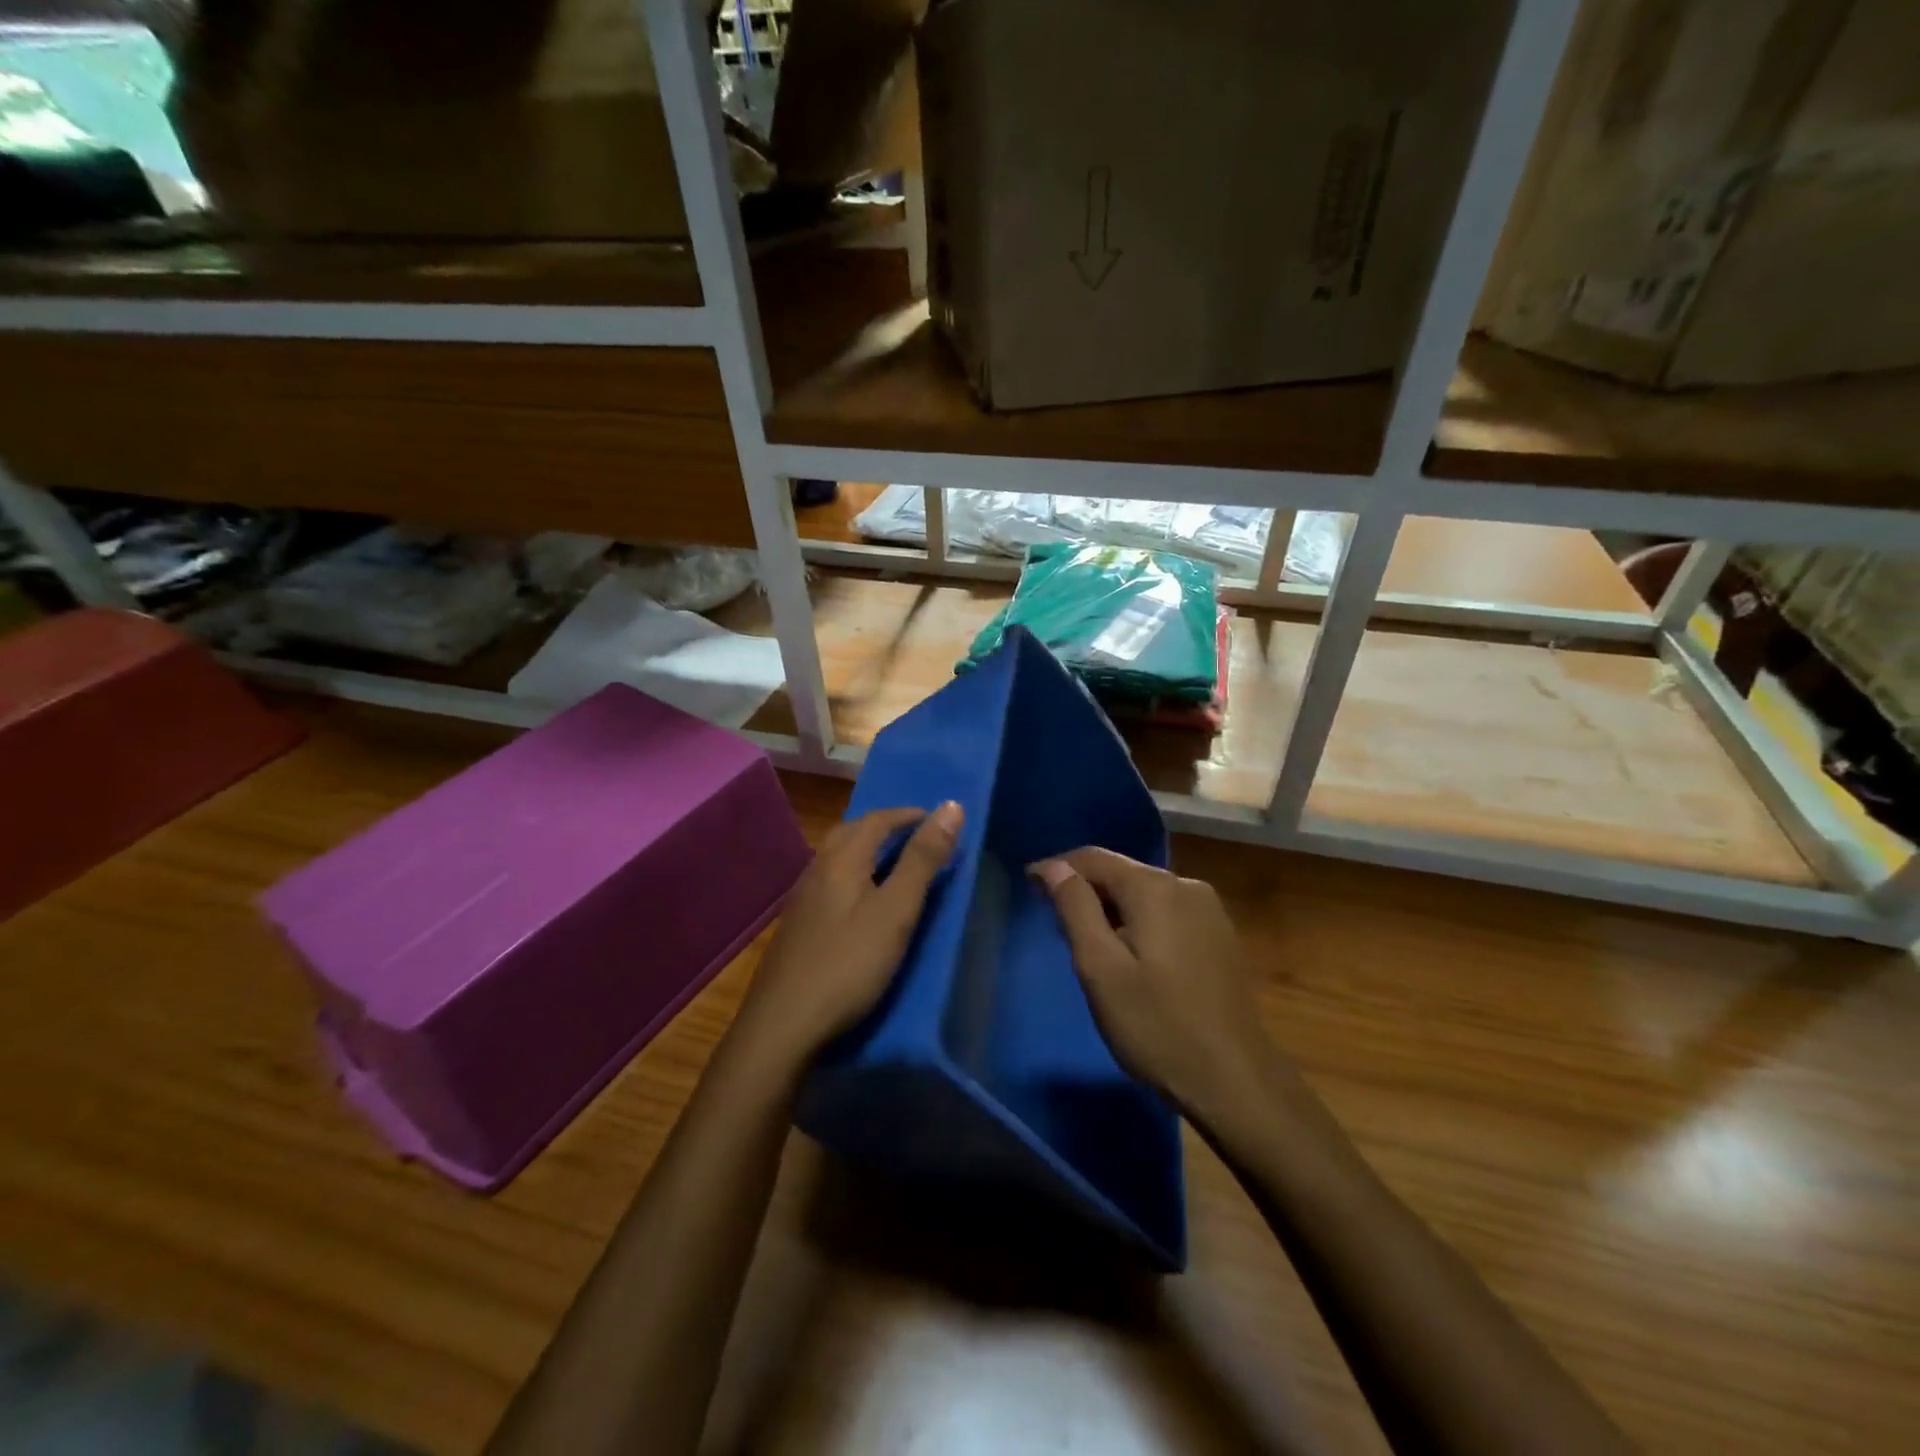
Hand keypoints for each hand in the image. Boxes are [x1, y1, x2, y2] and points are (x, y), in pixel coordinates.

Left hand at [737, 802, 963, 1067]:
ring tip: (895, 865)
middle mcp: (817, 869)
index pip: (878, 819)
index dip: (910, 815)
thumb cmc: (849, 964)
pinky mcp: (797, 926)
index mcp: (842, 859)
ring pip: (837, 858)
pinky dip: (854, 875)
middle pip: (852, 832)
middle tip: (917, 837)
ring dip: (867, 850)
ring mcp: (802, 899)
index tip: (939, 820)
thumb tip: (951, 806)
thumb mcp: (896, 911)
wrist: (783, 1025)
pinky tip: (861, 902)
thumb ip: (923, 860)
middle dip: (886, 827)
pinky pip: (830, 882)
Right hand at [1030, 848, 1281, 1126]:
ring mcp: (1209, 910)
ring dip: (1110, 907)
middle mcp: (1186, 885)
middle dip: (1084, 889)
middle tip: (1052, 920)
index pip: (1093, 858)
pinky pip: (1166, 912)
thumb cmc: (1157, 1027)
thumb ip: (1075, 909)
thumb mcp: (1101, 969)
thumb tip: (1054, 867)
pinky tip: (1128, 953)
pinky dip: (1138, 921)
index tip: (1027, 886)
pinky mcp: (1220, 935)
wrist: (1237, 1083)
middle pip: (1121, 872)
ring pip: (1144, 893)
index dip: (1056, 868)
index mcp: (1154, 887)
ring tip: (1084, 939)